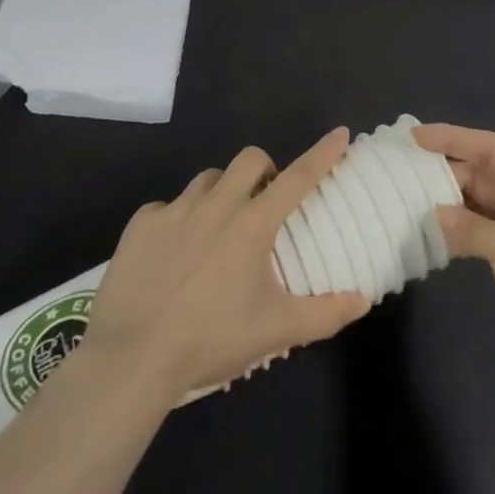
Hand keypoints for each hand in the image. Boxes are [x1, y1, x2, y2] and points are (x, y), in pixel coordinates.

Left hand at [73, 128, 370, 401]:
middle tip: (264, 201)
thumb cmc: (211, 340)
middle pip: (249, 159)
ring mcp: (175, 211)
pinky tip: (173, 252)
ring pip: (208, 179)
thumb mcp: (275, 331)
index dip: (323, 153)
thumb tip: (362, 300)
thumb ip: (324, 314)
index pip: (298, 177)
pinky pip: (167, 207)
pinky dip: (178, 219)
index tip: (340, 133)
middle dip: (264, 170)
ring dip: (222, 192)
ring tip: (217, 228)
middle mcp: (217, 205)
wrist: (131, 360)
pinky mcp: (141, 225)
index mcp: (253, 224)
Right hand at [414, 124, 494, 398]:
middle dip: (448, 170)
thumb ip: (470, 226)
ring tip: (411, 199)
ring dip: (450, 201)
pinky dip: (459, 231)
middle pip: (485, 174)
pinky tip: (434, 236)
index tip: (416, 137)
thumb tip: (436, 214)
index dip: (454, 138)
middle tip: (405, 172)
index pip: (492, 148)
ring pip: (481, 204)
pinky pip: (482, 232)